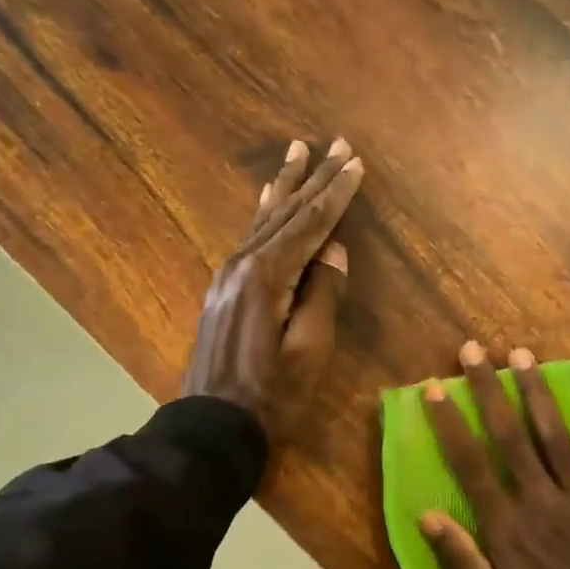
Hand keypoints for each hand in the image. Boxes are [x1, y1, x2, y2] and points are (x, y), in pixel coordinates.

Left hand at [182, 139, 363, 443]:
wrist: (213, 424)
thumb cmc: (271, 395)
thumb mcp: (309, 350)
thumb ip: (323, 295)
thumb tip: (335, 251)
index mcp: (266, 276)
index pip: (310, 225)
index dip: (336, 195)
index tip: (356, 163)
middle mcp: (242, 264)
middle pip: (285, 213)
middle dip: (313, 178)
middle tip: (336, 144)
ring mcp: (227, 275)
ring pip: (263, 220)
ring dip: (286, 186)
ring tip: (299, 151)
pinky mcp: (223, 290)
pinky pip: (249, 238)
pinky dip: (264, 214)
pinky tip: (267, 200)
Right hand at [419, 342, 569, 568]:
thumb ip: (461, 563)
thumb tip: (425, 514)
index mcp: (508, 530)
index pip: (471, 465)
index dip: (450, 424)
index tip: (434, 389)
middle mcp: (543, 503)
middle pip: (512, 436)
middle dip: (490, 390)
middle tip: (475, 350)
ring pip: (556, 435)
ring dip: (538, 392)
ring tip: (522, 354)